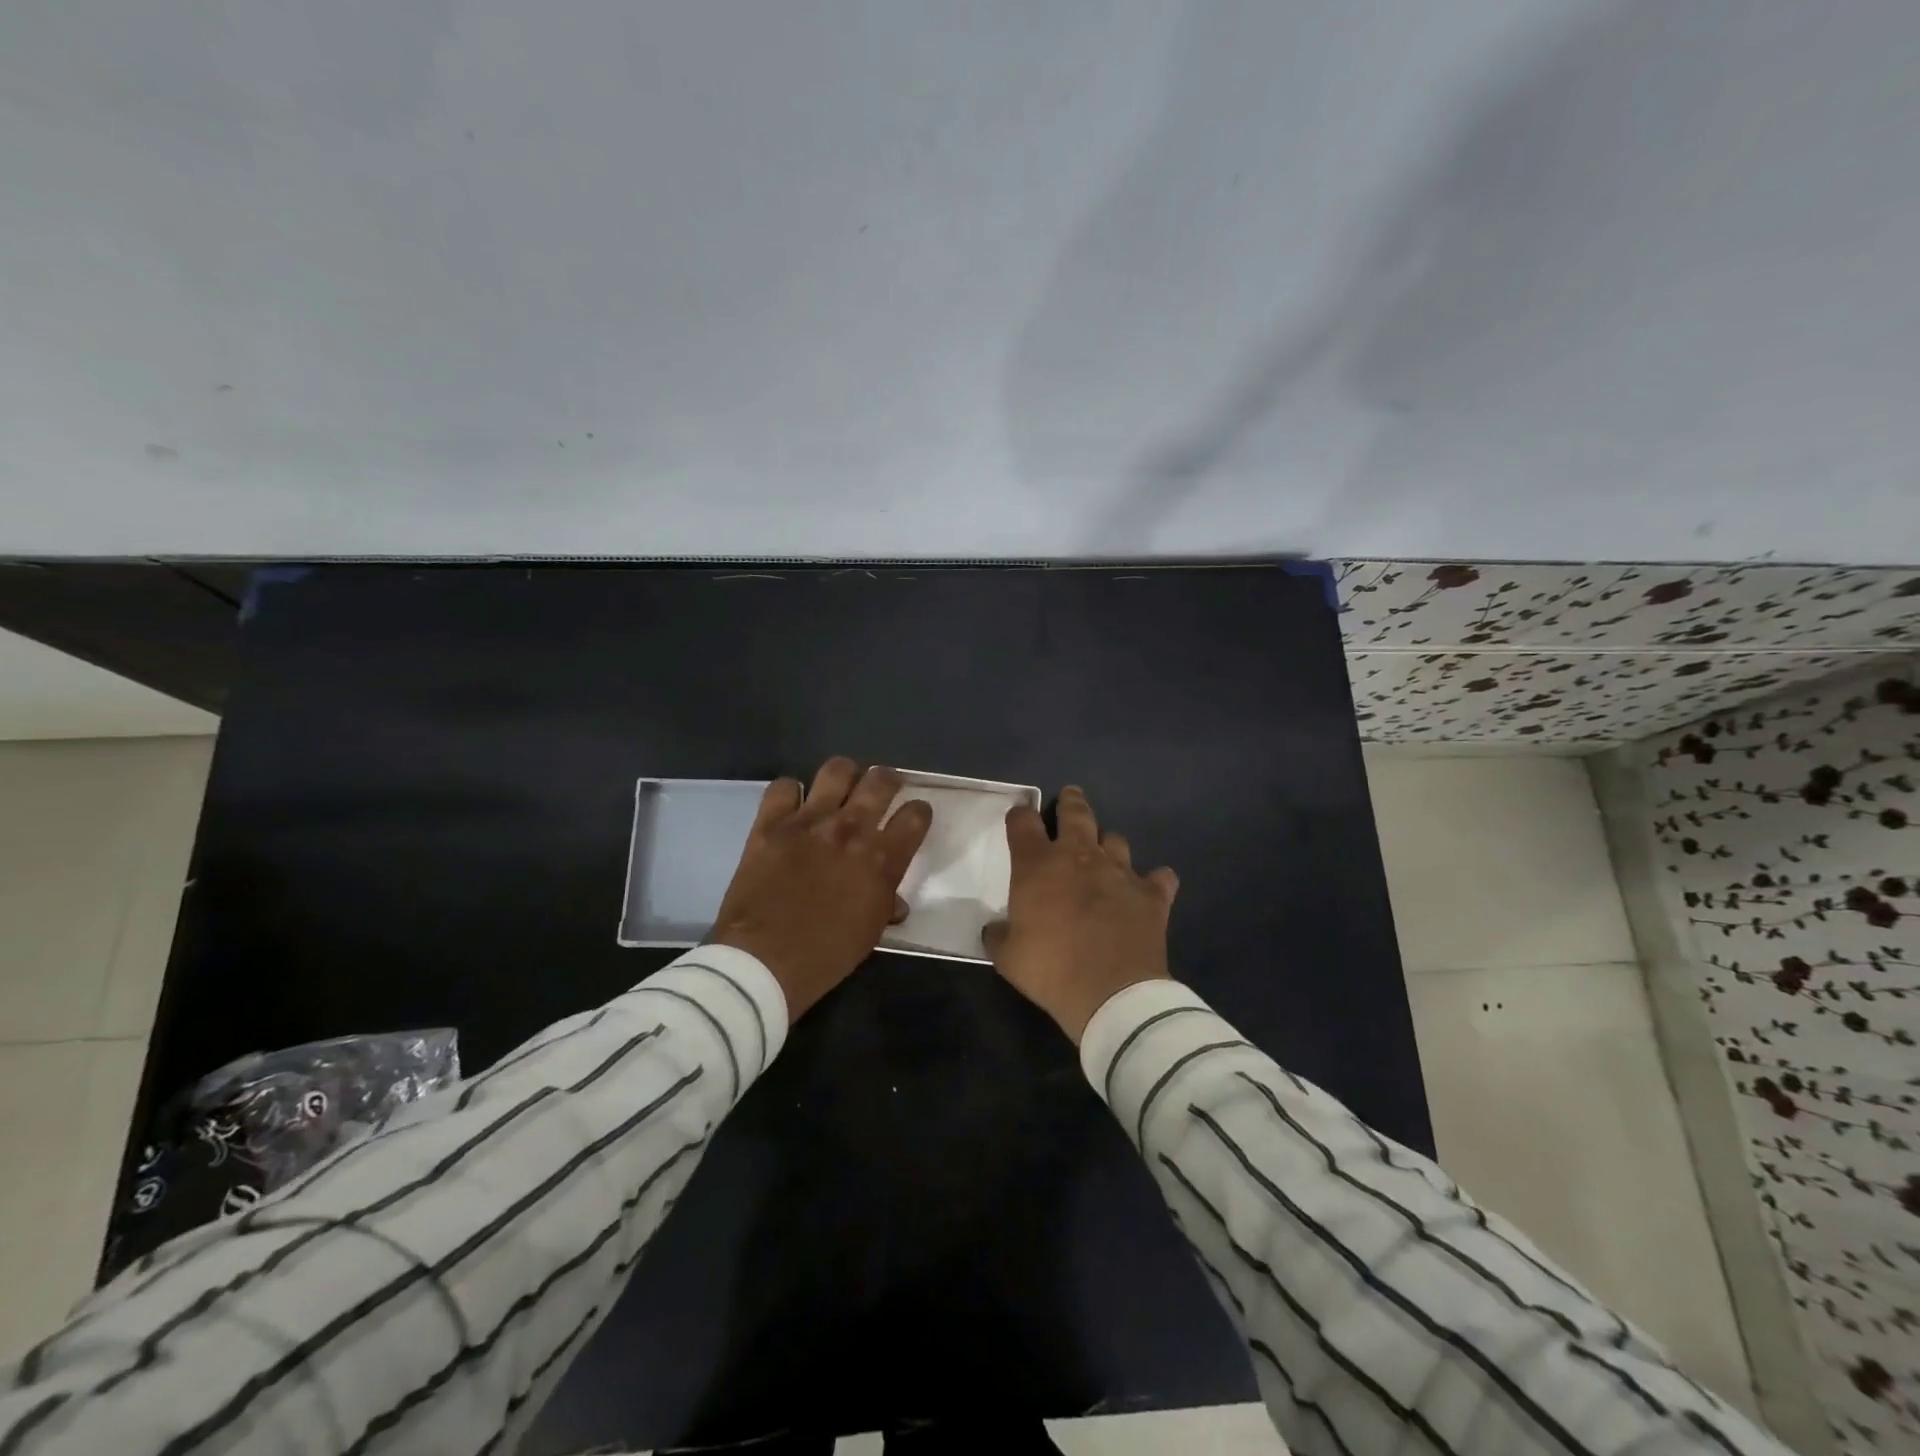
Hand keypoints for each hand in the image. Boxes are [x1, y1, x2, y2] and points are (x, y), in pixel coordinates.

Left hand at [710, 758, 932, 1018]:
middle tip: (882, 790)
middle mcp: (851, 829)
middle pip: (881, 780)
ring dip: (844, 776)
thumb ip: (885, 905)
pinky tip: (791, 807)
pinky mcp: (771, 823)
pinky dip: (790, 793)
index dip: (919, 813)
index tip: (913, 817)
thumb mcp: (869, 934)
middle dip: (888, 781)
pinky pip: (783, 786)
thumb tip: (894, 901)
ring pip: (836, 770)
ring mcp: (809, 821)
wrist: (763, 961)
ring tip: (840, 788)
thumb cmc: (825, 956)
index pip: (916, 815)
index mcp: (882, 859)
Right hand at [984, 786, 1178, 1042]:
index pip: (1023, 823)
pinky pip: (1160, 877)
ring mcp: (1120, 872)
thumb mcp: (1007, 957)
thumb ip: (999, 935)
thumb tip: (995, 929)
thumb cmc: (1050, 969)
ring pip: (1116, 839)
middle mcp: (1080, 856)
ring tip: (1105, 854)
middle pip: (1075, 813)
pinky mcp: (1152, 894)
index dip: (1019, 816)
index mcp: (1038, 865)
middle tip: (1070, 796)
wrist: (1111, 993)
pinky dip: (1154, 880)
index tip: (1019, 818)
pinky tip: (1151, 888)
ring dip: (1108, 844)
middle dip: (1070, 802)